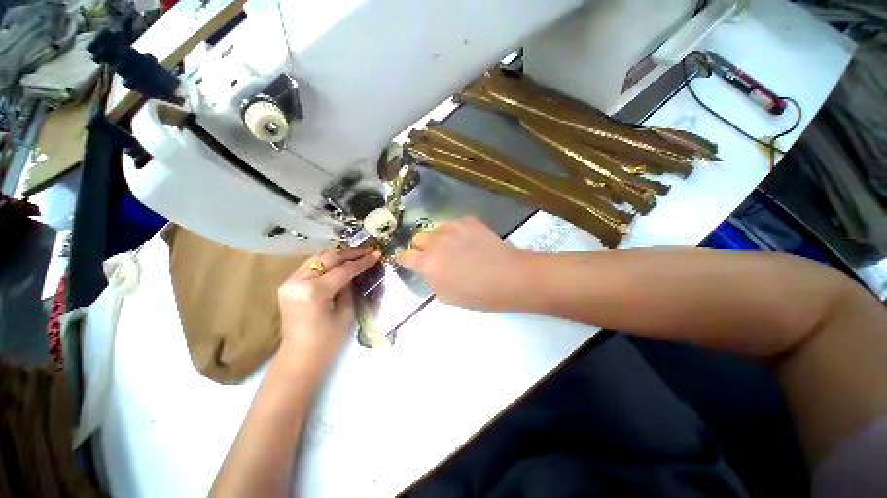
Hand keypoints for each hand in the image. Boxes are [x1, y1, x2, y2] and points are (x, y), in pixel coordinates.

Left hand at [277, 247, 379, 371]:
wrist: (300, 358)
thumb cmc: (328, 342)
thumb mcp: (346, 313)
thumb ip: (350, 288)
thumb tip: (356, 271)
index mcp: (313, 292)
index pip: (343, 269)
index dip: (362, 261)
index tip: (377, 253)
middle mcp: (297, 282)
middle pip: (328, 258)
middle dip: (351, 253)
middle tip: (369, 250)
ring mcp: (289, 282)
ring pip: (317, 257)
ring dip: (338, 254)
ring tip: (357, 253)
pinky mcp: (288, 285)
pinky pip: (310, 265)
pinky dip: (326, 261)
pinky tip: (339, 261)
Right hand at [396, 217, 530, 310]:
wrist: (509, 277)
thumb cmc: (478, 294)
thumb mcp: (447, 297)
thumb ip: (432, 281)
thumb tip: (431, 271)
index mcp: (428, 264)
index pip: (405, 256)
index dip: (404, 258)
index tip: (407, 260)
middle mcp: (436, 242)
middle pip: (418, 238)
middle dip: (422, 247)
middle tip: (435, 256)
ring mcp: (453, 228)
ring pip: (436, 229)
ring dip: (440, 239)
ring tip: (455, 248)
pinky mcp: (468, 221)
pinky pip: (454, 224)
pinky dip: (456, 232)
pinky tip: (469, 241)